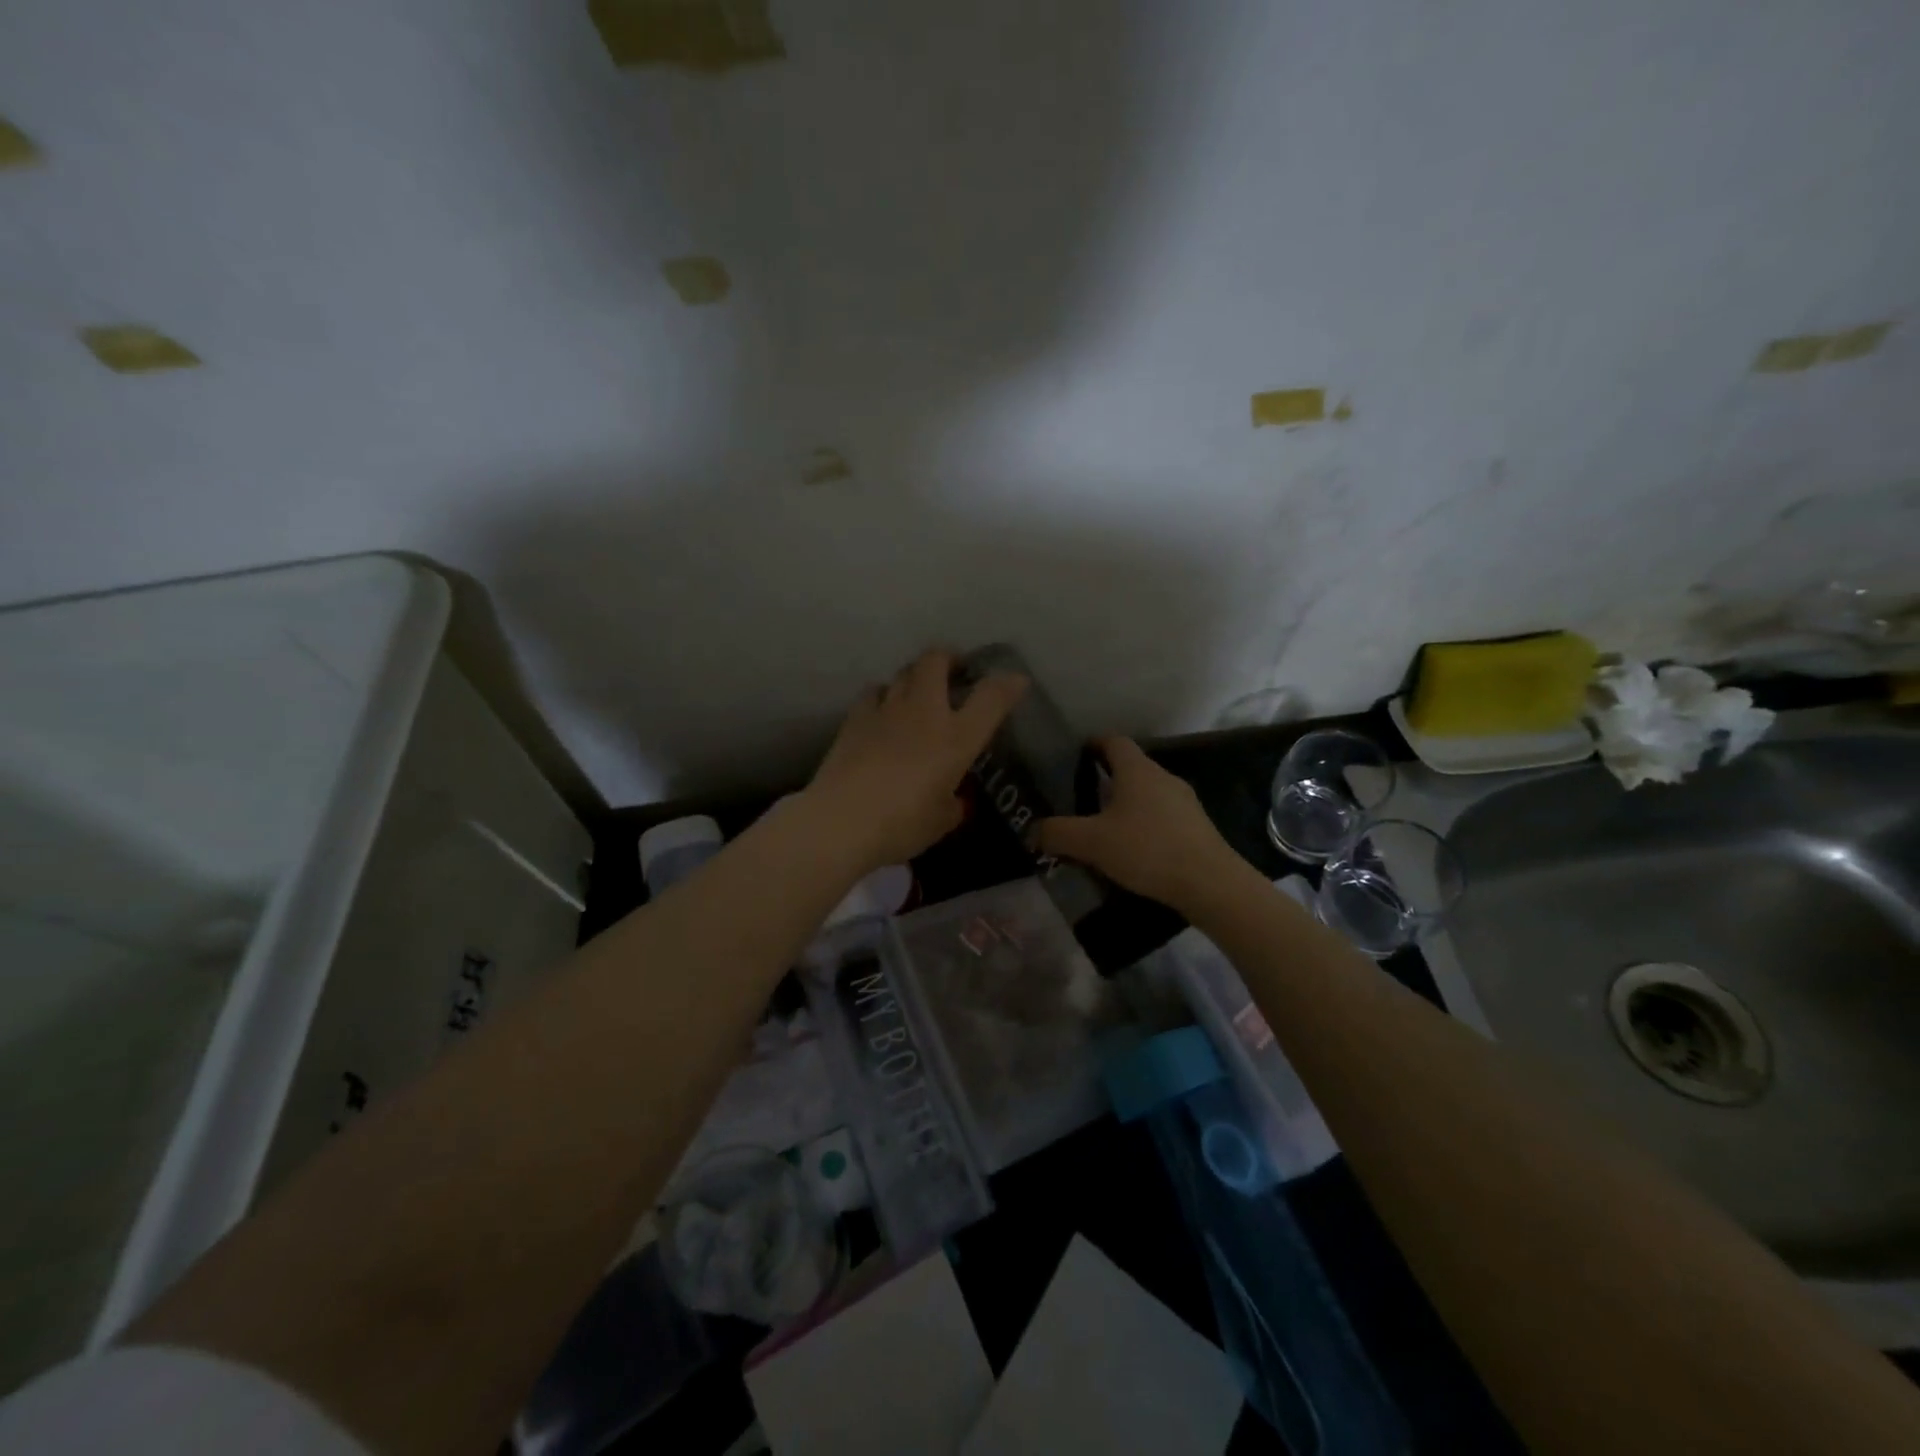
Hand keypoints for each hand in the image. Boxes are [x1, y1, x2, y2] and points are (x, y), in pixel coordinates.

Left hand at [806, 649, 1027, 870]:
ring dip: (915, 676)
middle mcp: (924, 712)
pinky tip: (883, 712)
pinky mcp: (854, 718)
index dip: (1007, 684)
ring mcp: (886, 710)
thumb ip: (952, 803)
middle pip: (937, 661)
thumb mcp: (941, 821)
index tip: (1016, 681)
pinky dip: (884, 696)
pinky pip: (874, 692)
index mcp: (956, 738)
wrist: (841, 821)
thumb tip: (951, 798)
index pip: (991, 697)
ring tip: (918, 693)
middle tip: (955, 672)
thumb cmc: (901, 825)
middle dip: (949, 658)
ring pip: (903, 672)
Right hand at [1035, 737, 1245, 911]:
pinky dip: (1144, 823)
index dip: (1093, 744)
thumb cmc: (1147, 850)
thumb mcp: (1092, 843)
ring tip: (1103, 826)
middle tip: (1079, 797)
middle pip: (1130, 767)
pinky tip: (1133, 848)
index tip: (1075, 757)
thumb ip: (1057, 834)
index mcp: (1137, 770)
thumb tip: (1031, 832)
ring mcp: (1184, 801)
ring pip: (1147, 792)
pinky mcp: (1196, 826)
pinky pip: (1162, 814)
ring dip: (1126, 803)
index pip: (1113, 741)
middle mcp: (1162, 777)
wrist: (1210, 883)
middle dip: (1105, 778)